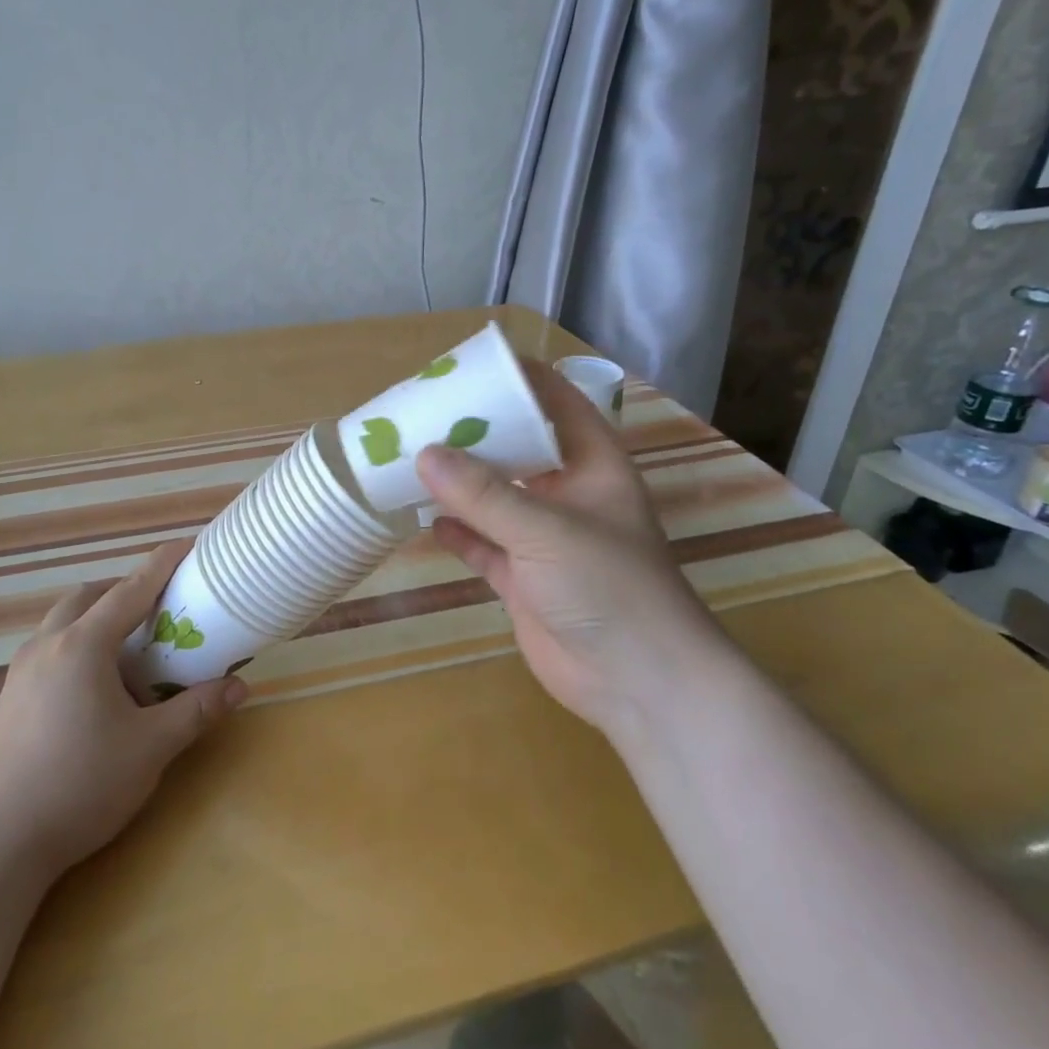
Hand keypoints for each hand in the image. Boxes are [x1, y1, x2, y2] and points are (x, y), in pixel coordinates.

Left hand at [0, 541, 245, 877]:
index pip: (130, 590)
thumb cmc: (81, 785)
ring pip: (63, 621)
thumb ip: (196, 711)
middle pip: (88, 596)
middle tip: (158, 606)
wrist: (0, 845)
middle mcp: (47, 645)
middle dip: (124, 590)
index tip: (186, 545)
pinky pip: (49, 647)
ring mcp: (21, 671)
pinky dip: (78, 643)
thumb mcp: (151, 748)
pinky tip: (95, 684)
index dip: (161, 565)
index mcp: (82, 646)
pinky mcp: (9, 697)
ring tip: (129, 645)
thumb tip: (240, 687)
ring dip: (97, 616)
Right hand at [418, 362, 728, 737]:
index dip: (519, 379)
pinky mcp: (522, 578)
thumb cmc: (609, 587)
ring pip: (493, 497)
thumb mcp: (546, 530)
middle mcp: (567, 493)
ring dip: (457, 483)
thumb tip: (423, 454)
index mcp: (591, 464)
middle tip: (422, 412)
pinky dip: (457, 532)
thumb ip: (484, 494)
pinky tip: (425, 519)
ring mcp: (542, 538)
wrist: (638, 684)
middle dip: (474, 432)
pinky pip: (482, 544)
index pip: (556, 402)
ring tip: (409, 459)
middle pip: (517, 448)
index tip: (470, 364)